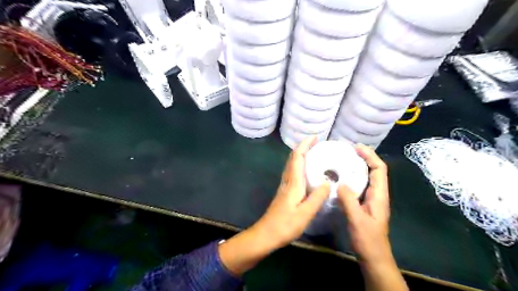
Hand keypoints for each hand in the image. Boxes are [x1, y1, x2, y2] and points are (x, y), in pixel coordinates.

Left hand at [255, 137, 331, 247]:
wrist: (266, 234)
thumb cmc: (285, 225)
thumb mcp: (305, 213)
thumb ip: (317, 197)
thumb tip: (328, 183)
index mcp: (293, 182)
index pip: (298, 157)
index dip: (305, 145)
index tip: (315, 137)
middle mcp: (288, 181)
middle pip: (294, 158)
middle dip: (304, 148)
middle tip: (319, 144)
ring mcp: (285, 186)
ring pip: (293, 165)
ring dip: (302, 156)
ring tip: (316, 154)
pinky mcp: (285, 193)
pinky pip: (293, 173)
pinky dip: (301, 166)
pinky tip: (308, 173)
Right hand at [341, 146, 408, 290]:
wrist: (373, 257)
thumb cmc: (368, 240)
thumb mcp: (357, 220)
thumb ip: (349, 200)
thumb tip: (340, 183)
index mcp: (379, 195)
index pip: (379, 169)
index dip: (370, 156)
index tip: (356, 147)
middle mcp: (377, 194)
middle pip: (374, 170)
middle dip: (364, 157)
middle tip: (347, 151)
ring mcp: (371, 199)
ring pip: (367, 177)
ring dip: (358, 166)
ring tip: (343, 160)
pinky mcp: (365, 204)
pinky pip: (360, 185)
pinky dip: (353, 177)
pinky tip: (341, 178)